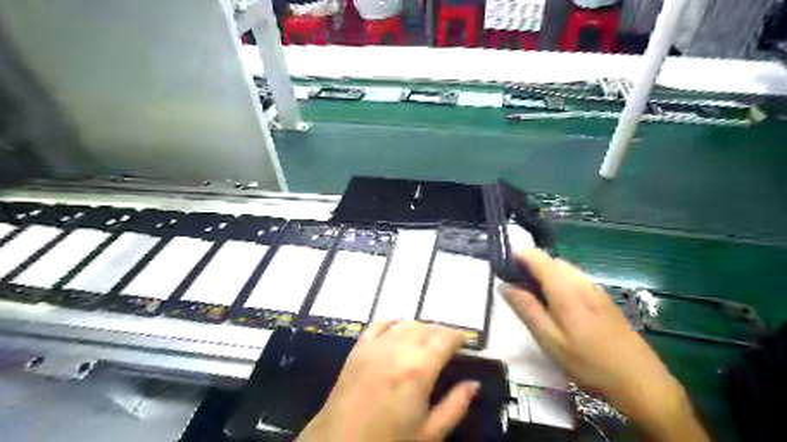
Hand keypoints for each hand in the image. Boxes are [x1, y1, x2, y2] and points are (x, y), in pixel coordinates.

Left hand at [298, 321, 476, 440]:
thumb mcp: (429, 434)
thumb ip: (455, 406)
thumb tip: (473, 384)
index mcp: (419, 369)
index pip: (445, 339)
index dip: (459, 337)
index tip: (465, 343)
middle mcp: (398, 349)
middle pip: (426, 328)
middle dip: (441, 333)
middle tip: (448, 346)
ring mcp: (375, 346)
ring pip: (405, 323)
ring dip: (420, 328)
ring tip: (426, 341)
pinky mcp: (358, 348)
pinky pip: (379, 324)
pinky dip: (393, 323)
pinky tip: (398, 329)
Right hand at [503, 251, 713, 440]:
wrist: (641, 381)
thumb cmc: (588, 363)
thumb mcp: (550, 340)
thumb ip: (526, 309)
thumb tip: (504, 285)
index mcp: (566, 289)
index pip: (538, 258)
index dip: (519, 256)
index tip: (504, 268)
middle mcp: (582, 282)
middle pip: (551, 261)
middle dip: (531, 266)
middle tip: (516, 287)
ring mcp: (596, 289)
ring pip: (565, 269)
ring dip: (545, 274)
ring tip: (534, 296)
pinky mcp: (604, 299)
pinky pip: (576, 279)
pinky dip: (560, 281)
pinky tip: (558, 304)